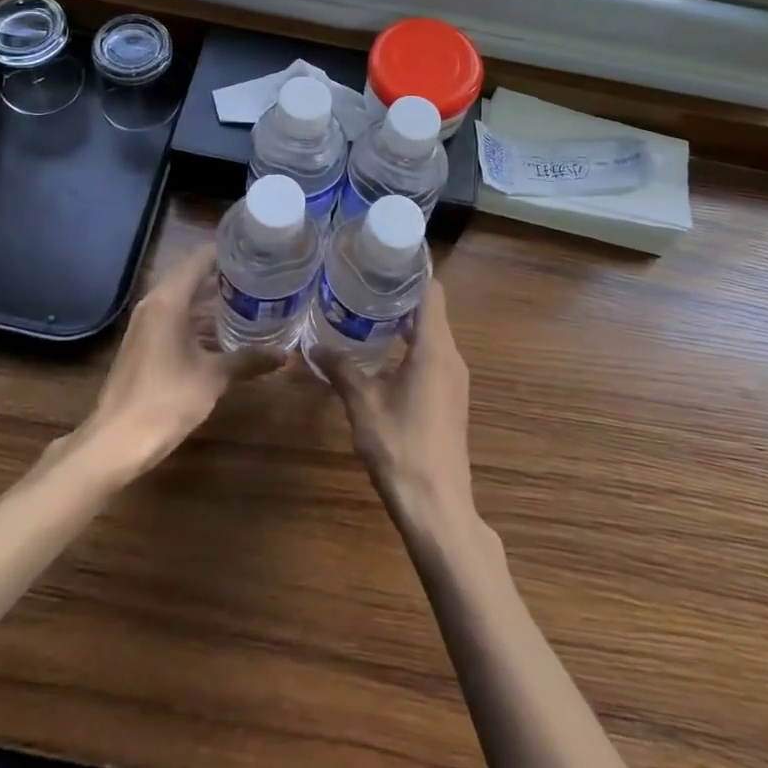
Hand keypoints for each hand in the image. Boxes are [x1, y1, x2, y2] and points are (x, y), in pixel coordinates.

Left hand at [80, 242, 280, 476]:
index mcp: (170, 299)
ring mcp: (146, 323)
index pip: (202, 258)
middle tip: (261, 276)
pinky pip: (175, 316)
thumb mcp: (213, 378)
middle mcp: (155, 303)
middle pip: (193, 275)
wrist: (116, 442)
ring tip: (250, 299)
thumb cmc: (166, 400)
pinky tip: (223, 332)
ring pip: (184, 298)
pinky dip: (198, 317)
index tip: (259, 252)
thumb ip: (248, 360)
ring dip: (212, 299)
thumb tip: (284, 355)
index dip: (229, 252)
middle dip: (225, 276)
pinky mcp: (144, 343)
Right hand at [317, 277, 473, 532]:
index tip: (381, 259)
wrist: (437, 508)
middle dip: (398, 296)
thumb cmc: (401, 447)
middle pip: (430, 311)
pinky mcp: (450, 399)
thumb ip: (341, 369)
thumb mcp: (363, 404)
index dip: (410, 271)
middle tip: (361, 283)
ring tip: (364, 314)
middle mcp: (451, 357)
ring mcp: (454, 380)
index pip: (431, 291)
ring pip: (431, 336)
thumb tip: (313, 346)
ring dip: (403, 324)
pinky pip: (432, 358)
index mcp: (435, 348)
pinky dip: (409, 347)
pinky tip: (380, 356)